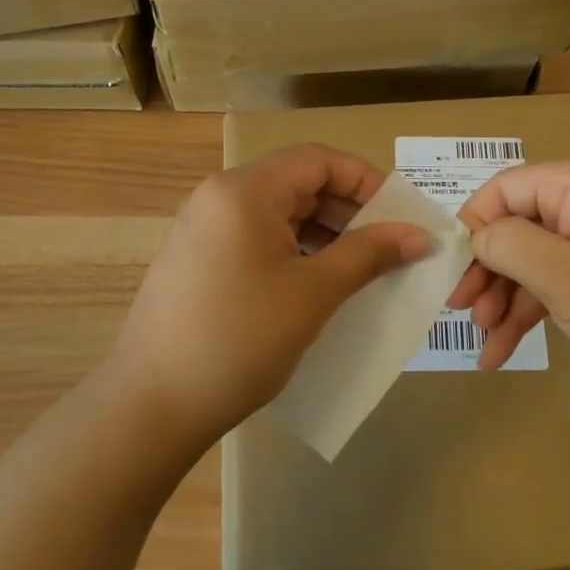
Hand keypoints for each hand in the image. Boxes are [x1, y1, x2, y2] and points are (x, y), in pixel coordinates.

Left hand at [107, 145, 429, 449]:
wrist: (149, 408)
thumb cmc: (239, 339)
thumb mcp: (314, 294)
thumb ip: (369, 254)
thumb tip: (420, 235)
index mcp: (245, 190)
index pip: (319, 160)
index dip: (366, 181)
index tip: (401, 216)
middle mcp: (220, 197)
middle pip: (298, 183)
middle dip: (349, 211)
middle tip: (389, 247)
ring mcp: (204, 228)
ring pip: (279, 214)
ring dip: (325, 234)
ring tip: (361, 270)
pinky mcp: (198, 260)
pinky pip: (258, 239)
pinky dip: (295, 252)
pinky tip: (318, 287)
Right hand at [447, 161, 569, 399]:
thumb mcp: (567, 279)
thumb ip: (510, 247)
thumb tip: (477, 234)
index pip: (505, 188)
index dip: (473, 225)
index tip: (451, 272)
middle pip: (518, 226)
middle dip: (488, 272)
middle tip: (462, 313)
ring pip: (537, 260)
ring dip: (507, 299)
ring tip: (483, 345)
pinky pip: (562, 282)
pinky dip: (535, 311)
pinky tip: (506, 351)